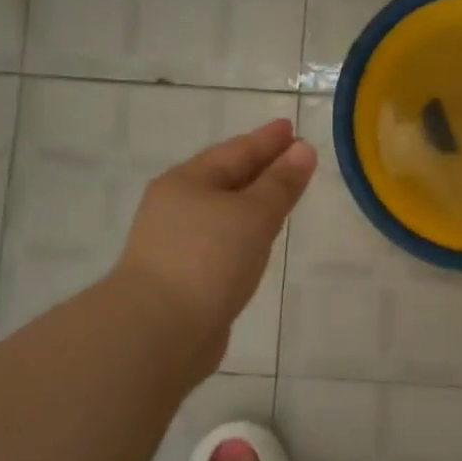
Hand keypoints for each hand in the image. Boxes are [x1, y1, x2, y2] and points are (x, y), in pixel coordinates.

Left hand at [113, 118, 316, 374]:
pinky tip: (257, 239)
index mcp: (187, 182)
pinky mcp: (183, 276)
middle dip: (260, 166)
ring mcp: (176, 243)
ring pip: (223, 211)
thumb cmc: (208, 260)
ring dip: (252, 200)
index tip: (290, 128)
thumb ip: (280, 183)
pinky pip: (222, 240)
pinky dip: (243, 232)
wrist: (158, 332)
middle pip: (226, 178)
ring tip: (280, 195)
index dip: (266, 140)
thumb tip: (303, 150)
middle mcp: (177, 206)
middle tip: (292, 155)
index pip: (236, 151)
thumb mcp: (252, 215)